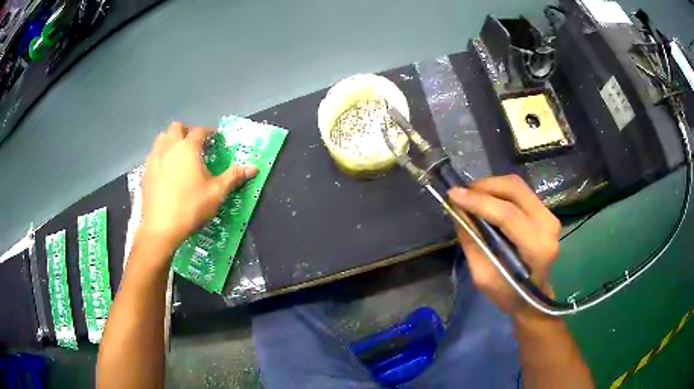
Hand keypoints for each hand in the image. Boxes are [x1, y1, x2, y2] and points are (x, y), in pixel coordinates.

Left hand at [139, 122, 257, 252]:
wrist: (161, 227)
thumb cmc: (191, 207)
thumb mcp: (216, 193)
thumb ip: (233, 177)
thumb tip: (254, 167)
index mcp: (188, 148)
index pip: (200, 131)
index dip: (209, 132)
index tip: (215, 140)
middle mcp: (169, 147)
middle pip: (176, 127)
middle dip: (187, 131)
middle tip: (195, 144)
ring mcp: (154, 158)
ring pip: (161, 138)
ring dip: (171, 140)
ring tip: (179, 154)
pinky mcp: (145, 171)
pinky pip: (153, 154)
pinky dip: (161, 154)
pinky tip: (166, 169)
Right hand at [448, 175, 560, 317]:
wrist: (533, 297)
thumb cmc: (508, 293)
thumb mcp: (483, 277)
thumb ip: (472, 242)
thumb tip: (459, 211)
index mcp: (537, 248)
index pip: (507, 214)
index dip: (479, 201)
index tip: (453, 194)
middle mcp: (548, 225)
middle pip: (515, 190)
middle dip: (484, 186)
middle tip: (462, 193)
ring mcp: (550, 215)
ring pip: (518, 185)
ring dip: (491, 185)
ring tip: (472, 195)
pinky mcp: (546, 211)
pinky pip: (521, 191)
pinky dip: (500, 190)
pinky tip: (486, 199)